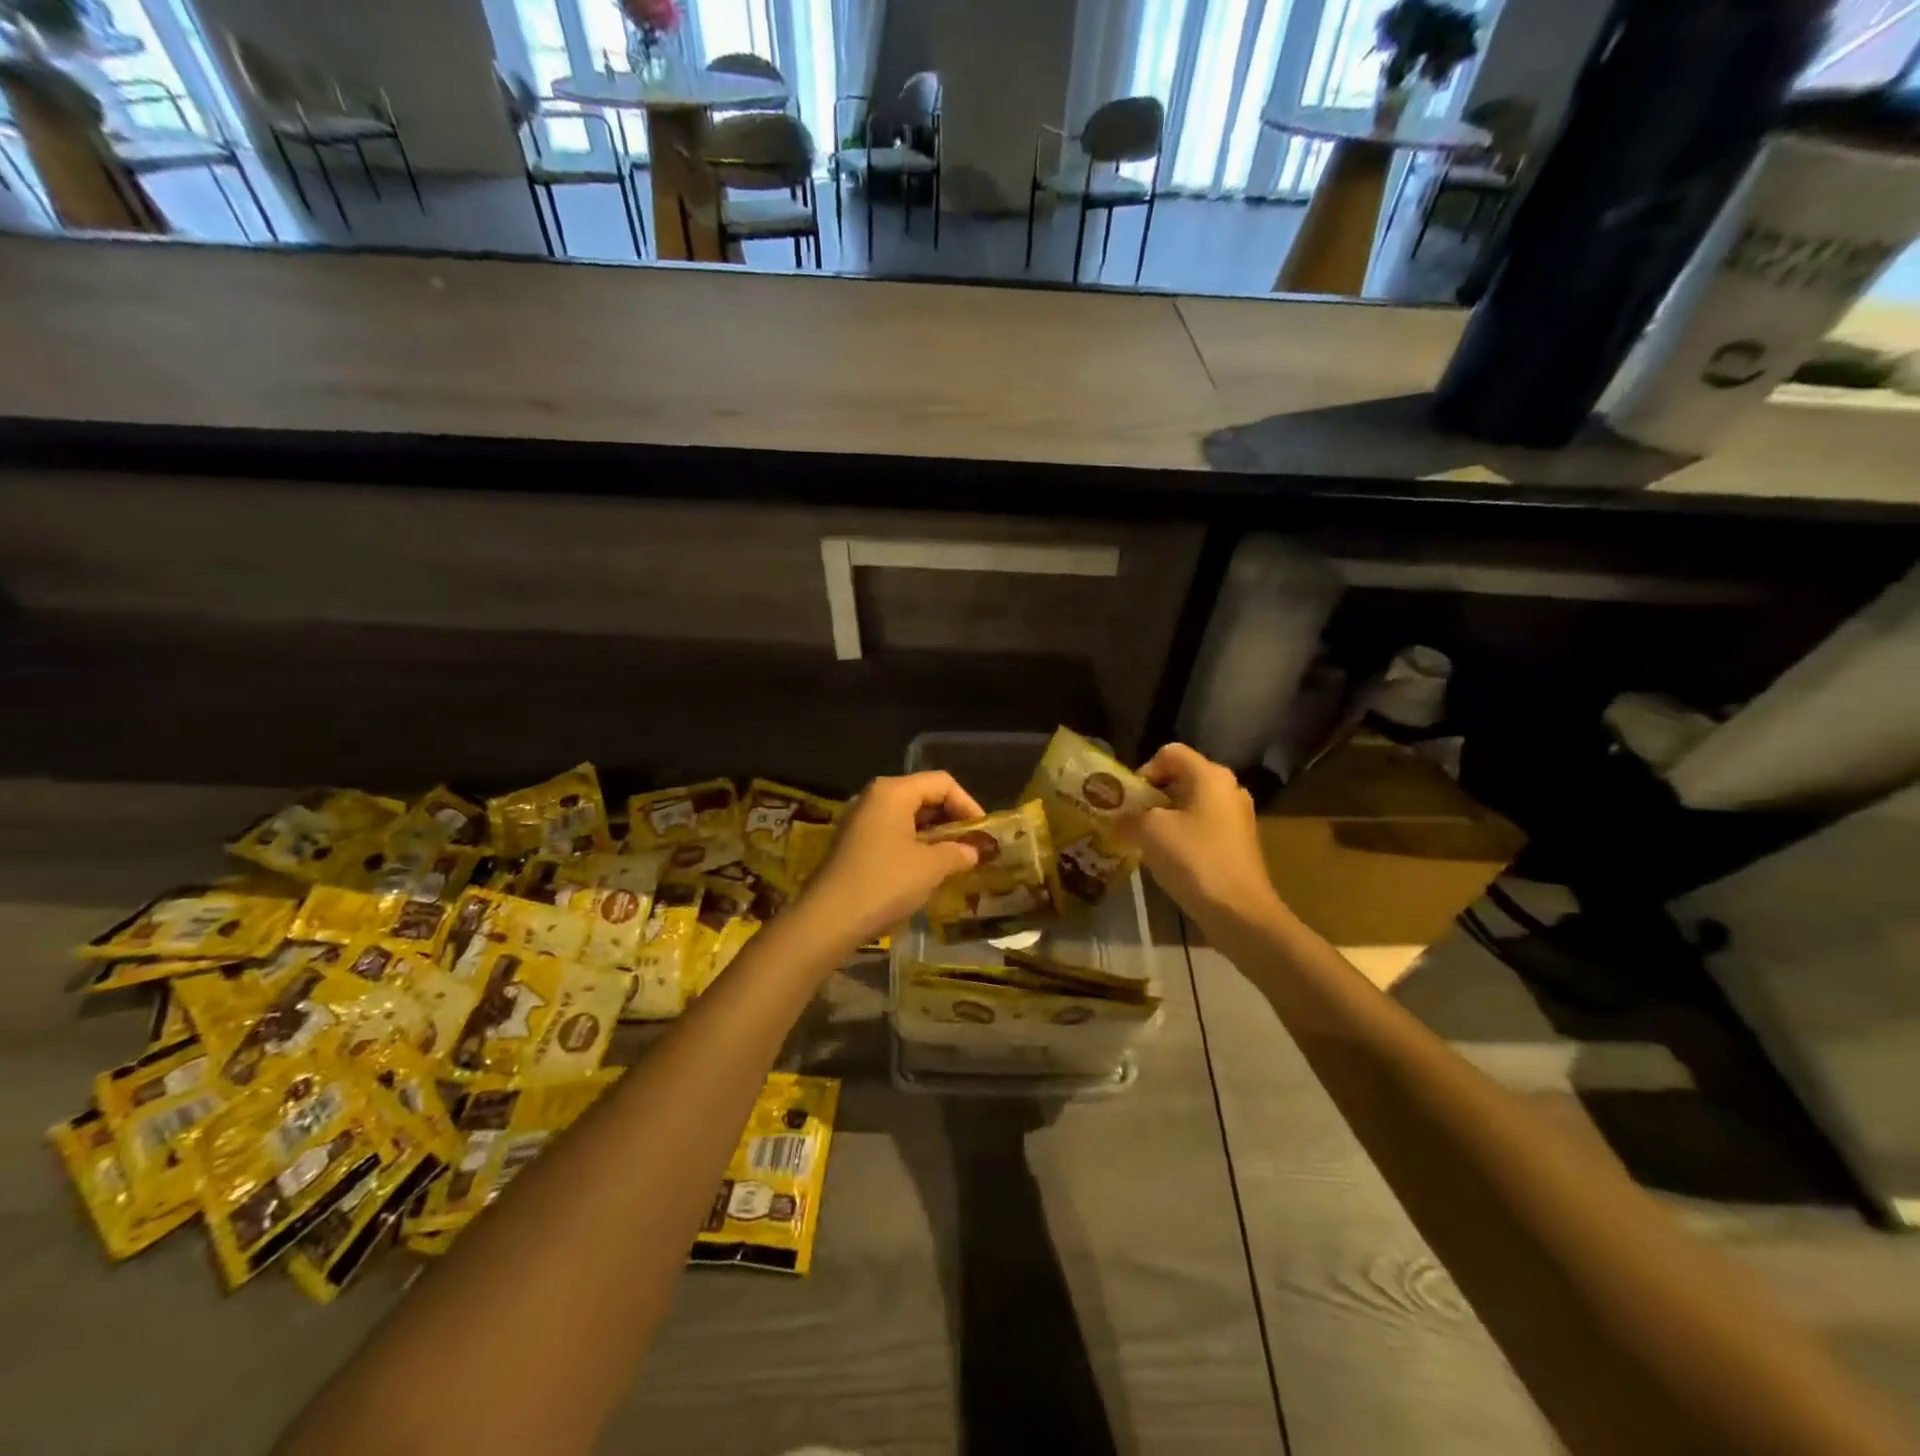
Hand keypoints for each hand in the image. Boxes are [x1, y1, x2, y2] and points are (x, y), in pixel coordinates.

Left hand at [797, 772, 985, 945]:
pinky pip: (893, 834)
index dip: (968, 805)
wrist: (828, 919)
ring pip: (908, 817)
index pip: (942, 783)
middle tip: (973, 847)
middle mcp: (875, 797)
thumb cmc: (884, 883)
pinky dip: (914, 846)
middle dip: (952, 820)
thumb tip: (973, 851)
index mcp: (893, 791)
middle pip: (924, 796)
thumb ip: (957, 852)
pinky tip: (927, 870)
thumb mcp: (930, 867)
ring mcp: (861, 820)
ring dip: (934, 835)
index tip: (983, 833)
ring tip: (955, 860)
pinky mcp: (854, 844)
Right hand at [1130, 743, 1282, 926]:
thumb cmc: (1195, 860)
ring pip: (1190, 805)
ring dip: (1164, 819)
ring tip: (1144, 842)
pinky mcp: (1238, 844)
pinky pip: (1202, 828)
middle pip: (1180, 778)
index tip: (1130, 801)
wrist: (1239, 912)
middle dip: (1151, 797)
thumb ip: (1127, 818)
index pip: (1169, 753)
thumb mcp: (1149, 832)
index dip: (1143, 771)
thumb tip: (1116, 821)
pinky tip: (1169, 860)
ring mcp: (1237, 817)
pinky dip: (1182, 837)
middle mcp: (1228, 789)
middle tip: (1130, 821)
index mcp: (1210, 775)